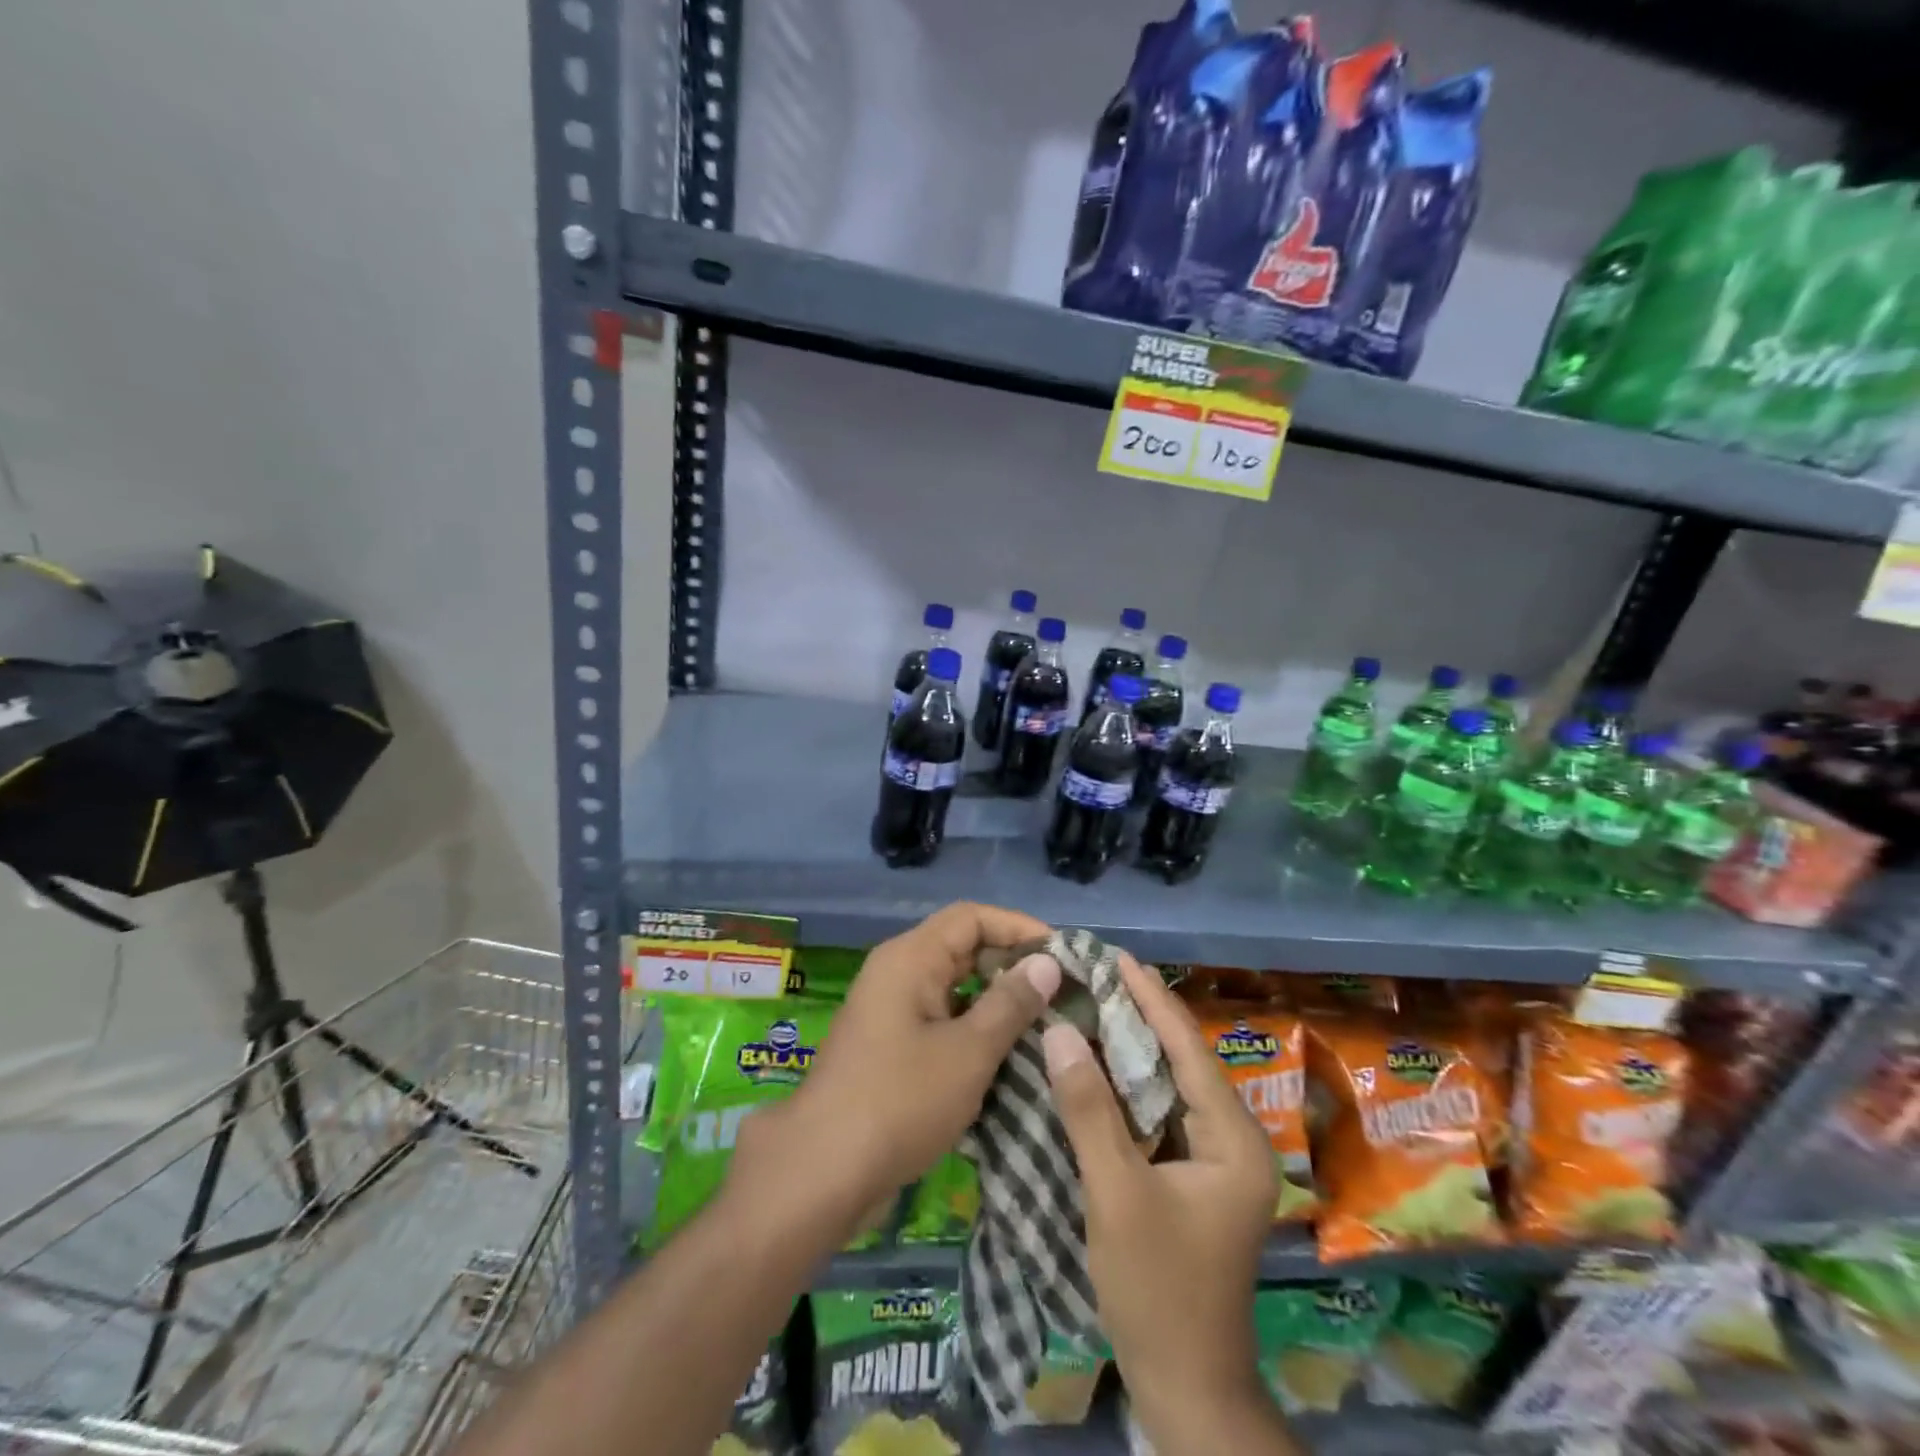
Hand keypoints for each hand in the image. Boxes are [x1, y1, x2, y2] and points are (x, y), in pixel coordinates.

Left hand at [733, 902, 1058, 1242]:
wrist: (822, 1172)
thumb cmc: (900, 1101)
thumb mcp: (968, 1052)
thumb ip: (1011, 1003)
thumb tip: (1048, 963)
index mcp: (911, 957)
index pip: (973, 917)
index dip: (1019, 928)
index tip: (1062, 956)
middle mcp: (898, 971)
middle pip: (962, 947)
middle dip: (1012, 965)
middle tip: (1061, 993)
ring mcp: (891, 1009)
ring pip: (954, 986)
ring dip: (996, 1000)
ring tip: (1045, 1023)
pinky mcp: (891, 1044)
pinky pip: (941, 1017)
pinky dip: (974, 1027)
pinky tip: (1007, 1054)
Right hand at [1043, 952, 1288, 1452]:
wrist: (1185, 1386)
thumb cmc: (1157, 1289)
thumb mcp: (1117, 1193)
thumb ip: (1088, 1108)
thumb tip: (1060, 1030)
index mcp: (1233, 1140)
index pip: (1188, 1050)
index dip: (1152, 999)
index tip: (1117, 957)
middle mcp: (1233, 1141)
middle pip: (1183, 1061)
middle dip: (1142, 1015)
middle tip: (1097, 973)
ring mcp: (1215, 1162)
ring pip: (1170, 1086)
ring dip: (1134, 1047)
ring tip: (1095, 1003)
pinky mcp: (1193, 1178)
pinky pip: (1159, 1113)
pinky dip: (1129, 1084)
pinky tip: (1098, 1064)